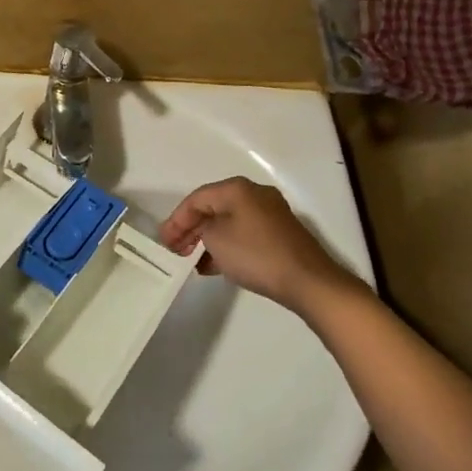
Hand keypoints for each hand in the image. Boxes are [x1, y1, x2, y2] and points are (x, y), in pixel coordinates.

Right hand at [160, 178, 373, 319]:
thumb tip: (205, 229)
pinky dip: (227, 246)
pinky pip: (243, 234)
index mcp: (237, 189)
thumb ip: (201, 228)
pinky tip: (214, 266)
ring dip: (208, 239)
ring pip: (228, 223)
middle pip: (213, 208)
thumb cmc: (255, 254)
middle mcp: (255, 195)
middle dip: (191, 229)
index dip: (176, 219)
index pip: (196, 198)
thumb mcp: (215, 238)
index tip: (164, 241)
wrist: (308, 281)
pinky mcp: (280, 235)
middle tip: (175, 249)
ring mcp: (270, 215)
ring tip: (191, 260)